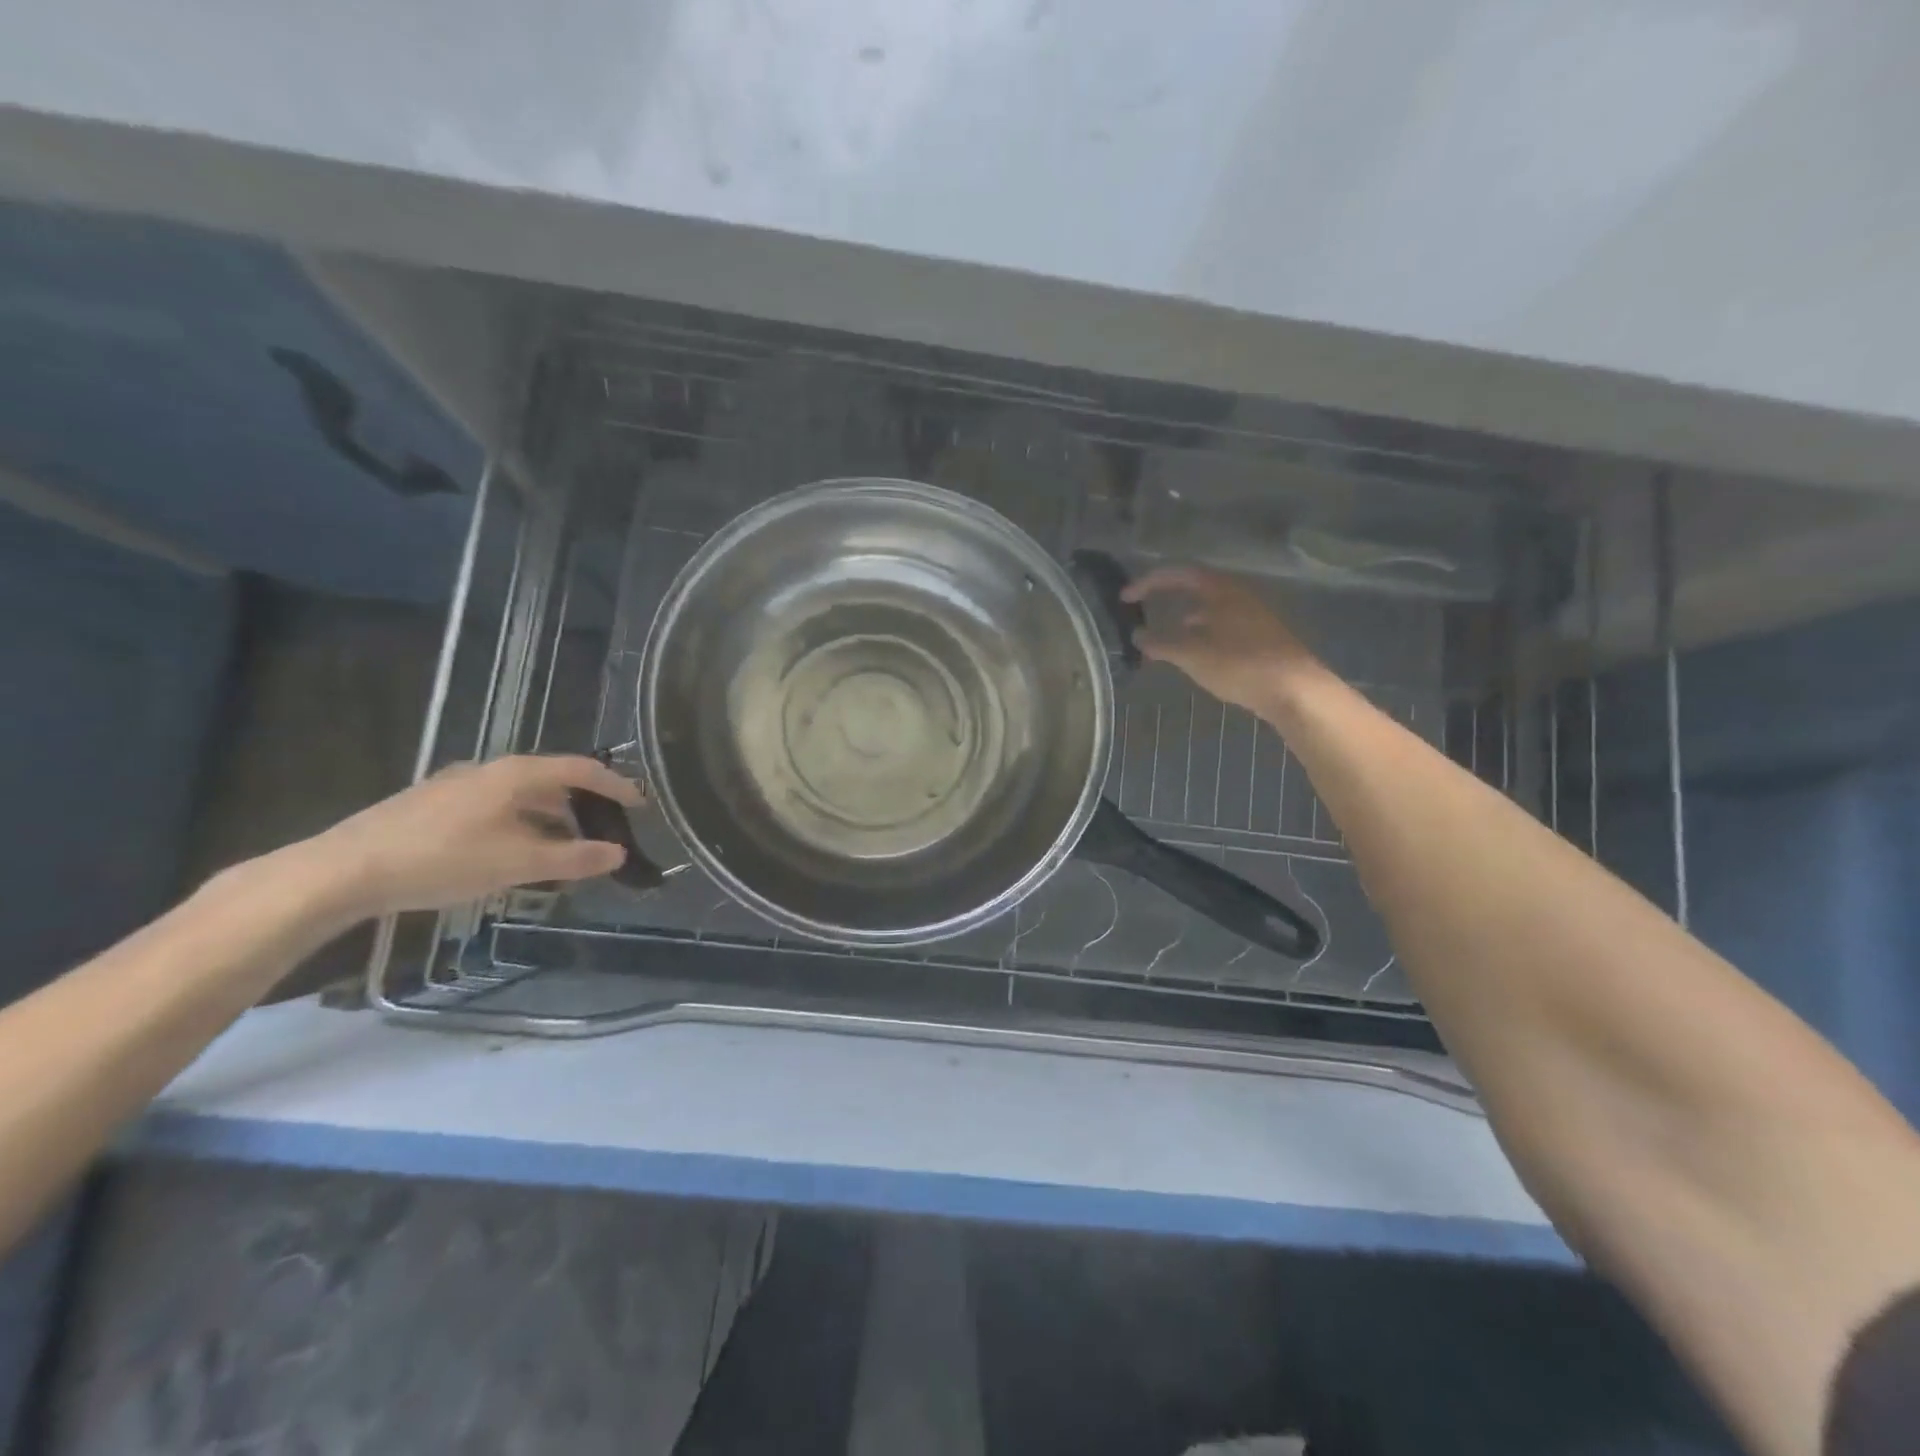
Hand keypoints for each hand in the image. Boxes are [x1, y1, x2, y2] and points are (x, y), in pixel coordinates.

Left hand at [305, 755, 646, 918]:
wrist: (344, 870)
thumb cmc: (443, 859)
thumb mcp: (517, 863)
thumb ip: (573, 858)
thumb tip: (618, 853)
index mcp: (516, 774)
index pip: (581, 769)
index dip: (615, 785)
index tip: (640, 804)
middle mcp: (490, 770)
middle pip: (551, 780)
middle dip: (583, 805)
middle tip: (604, 832)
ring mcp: (457, 786)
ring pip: (521, 796)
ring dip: (551, 818)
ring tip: (564, 849)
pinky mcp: (433, 806)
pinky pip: (496, 807)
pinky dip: (521, 824)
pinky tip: (513, 853)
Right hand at [1121, 566, 1321, 715]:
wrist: (1295, 690)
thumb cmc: (1240, 664)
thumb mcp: (1191, 654)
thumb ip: (1160, 642)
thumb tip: (1137, 635)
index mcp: (1220, 589)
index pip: (1178, 573)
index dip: (1148, 583)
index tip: (1125, 598)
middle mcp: (1238, 595)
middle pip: (1195, 589)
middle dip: (1165, 602)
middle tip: (1142, 616)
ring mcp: (1252, 616)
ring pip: (1208, 611)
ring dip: (1182, 623)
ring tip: (1162, 644)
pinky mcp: (1260, 638)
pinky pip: (1220, 628)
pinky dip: (1199, 637)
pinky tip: (1193, 658)